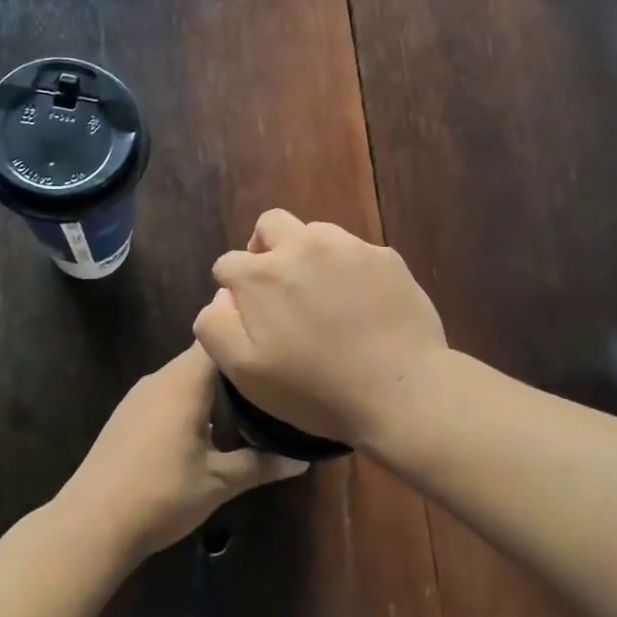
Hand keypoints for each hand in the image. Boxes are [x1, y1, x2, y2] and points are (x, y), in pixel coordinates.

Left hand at [59, 343, 307, 560]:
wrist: (91, 524)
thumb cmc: (161, 495)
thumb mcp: (218, 482)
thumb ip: (261, 465)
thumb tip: (302, 461)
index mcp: (183, 383)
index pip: (216, 339)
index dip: (245, 333)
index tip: (275, 339)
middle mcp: (159, 380)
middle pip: (202, 357)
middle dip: (235, 365)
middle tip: (274, 376)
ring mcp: (138, 397)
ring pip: (183, 378)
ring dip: (212, 386)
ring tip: (250, 401)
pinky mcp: (127, 417)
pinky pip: (167, 395)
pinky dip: (191, 402)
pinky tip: (209, 427)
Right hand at [193, 210, 447, 449]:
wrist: (400, 391)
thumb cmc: (315, 389)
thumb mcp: (244, 373)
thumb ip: (215, 328)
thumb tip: (221, 298)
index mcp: (261, 274)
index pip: (228, 263)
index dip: (232, 289)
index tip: (248, 316)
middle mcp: (302, 246)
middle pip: (270, 225)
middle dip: (265, 249)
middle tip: (278, 288)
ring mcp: (349, 247)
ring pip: (315, 233)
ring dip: (308, 256)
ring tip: (323, 296)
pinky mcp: (386, 257)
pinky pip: (356, 252)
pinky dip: (349, 269)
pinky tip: (361, 305)